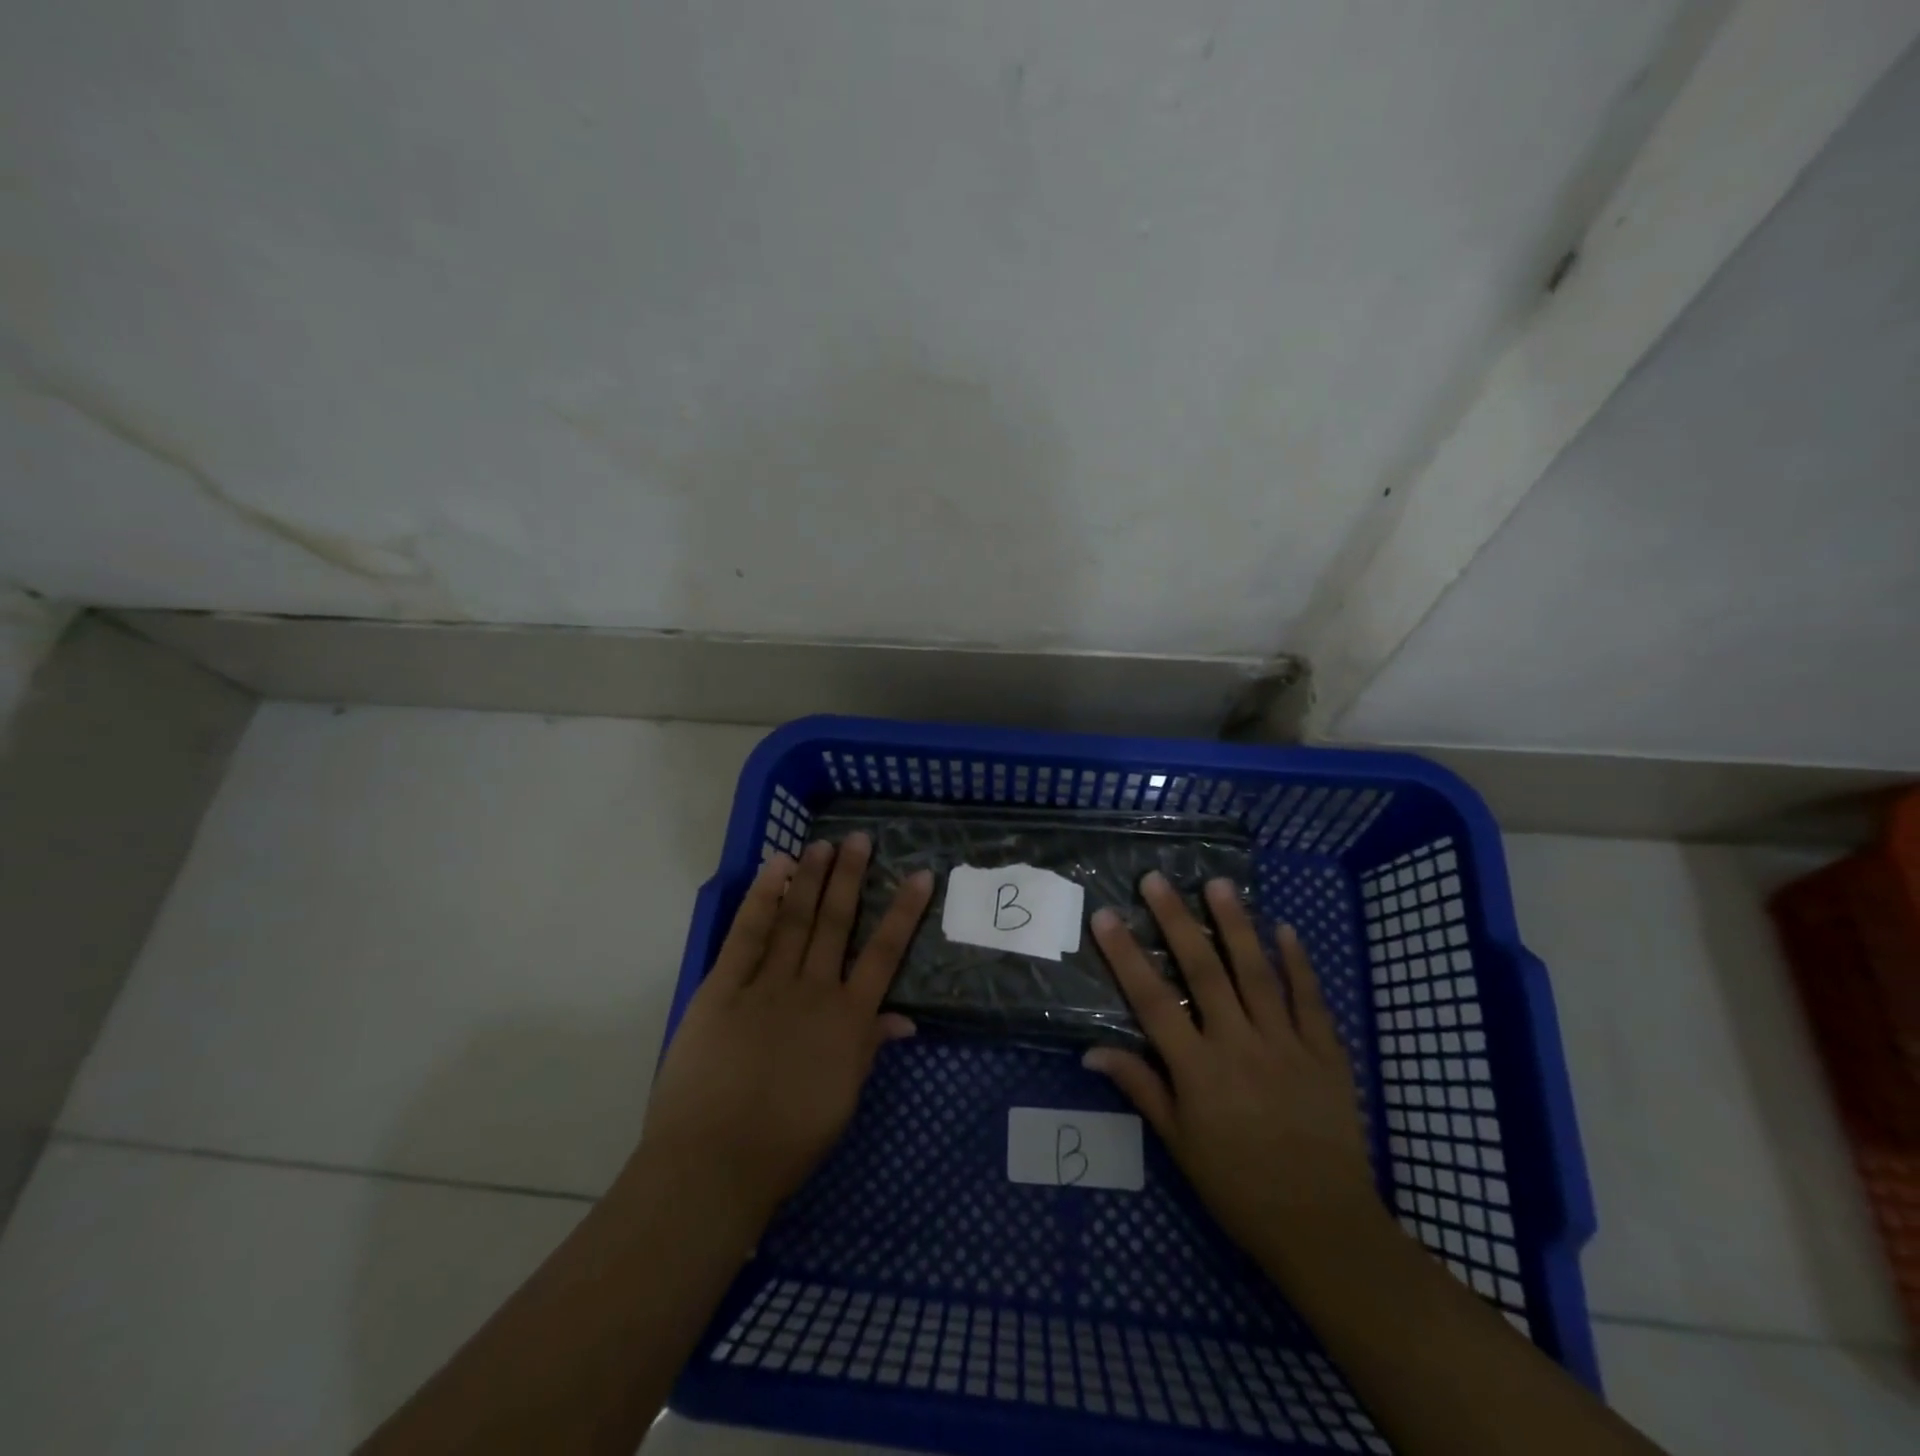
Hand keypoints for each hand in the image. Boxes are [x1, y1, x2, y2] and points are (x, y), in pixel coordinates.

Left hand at [638, 835, 933, 1225]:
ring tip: (823, 844)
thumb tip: (904, 1019)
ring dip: (810, 878)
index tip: (918, 875)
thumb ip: (869, 1049)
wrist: (714, 1164)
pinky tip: (775, 868)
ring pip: (795, 919)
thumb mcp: (842, 1100)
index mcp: (848, 1020)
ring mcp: (767, 984)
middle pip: (836, 923)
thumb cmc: (786, 1142)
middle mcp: (813, 990)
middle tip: (859, 839)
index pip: (884, 954)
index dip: (903, 912)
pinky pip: (747, 933)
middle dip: (850, 877)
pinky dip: (762, 897)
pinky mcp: (723, 987)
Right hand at [1084, 872, 1384, 1278]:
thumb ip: (1140, 1088)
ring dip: (1236, 924)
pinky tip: (1285, 929)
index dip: (1126, 955)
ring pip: (1256, 972)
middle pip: (1203, 971)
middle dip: (1177, 921)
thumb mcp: (1179, 1144)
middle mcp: (1239, 1045)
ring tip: (1218, 883)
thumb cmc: (1238, 1187)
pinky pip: (1311, 999)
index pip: (1153, 1001)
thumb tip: (1091, 1052)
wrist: (1323, 1226)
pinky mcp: (1327, 1054)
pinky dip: (1299, 963)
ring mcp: (1287, 1045)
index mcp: (1198, 1070)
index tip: (1106, 916)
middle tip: (1157, 879)